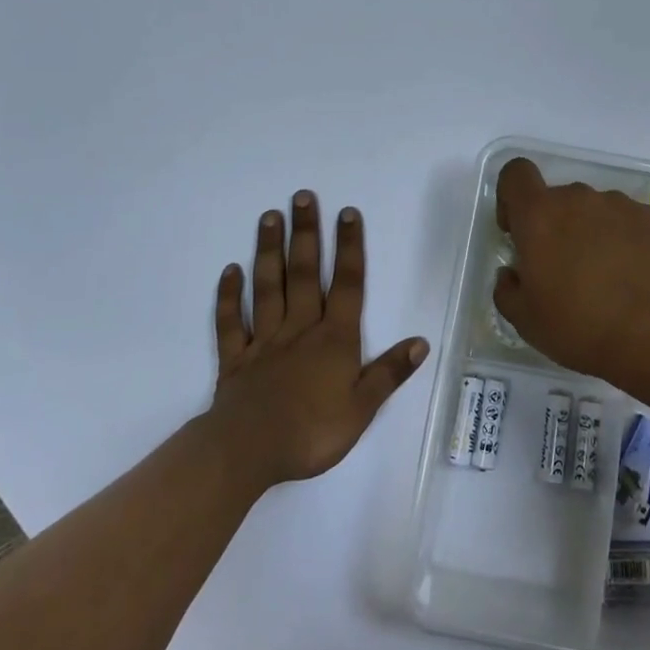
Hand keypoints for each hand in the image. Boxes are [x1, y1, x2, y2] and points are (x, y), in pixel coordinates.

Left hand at [210, 191, 427, 487]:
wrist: (248, 452)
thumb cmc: (312, 432)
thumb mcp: (362, 408)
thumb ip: (389, 373)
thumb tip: (421, 341)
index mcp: (334, 339)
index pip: (347, 284)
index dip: (350, 247)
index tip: (347, 212)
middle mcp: (300, 328)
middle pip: (305, 274)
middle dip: (306, 234)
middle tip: (302, 197)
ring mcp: (263, 340)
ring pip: (267, 287)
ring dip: (269, 251)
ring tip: (269, 217)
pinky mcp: (235, 358)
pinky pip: (230, 322)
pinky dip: (228, 296)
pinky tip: (230, 271)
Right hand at [492, 158, 649, 378]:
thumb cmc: (579, 326)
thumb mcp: (525, 320)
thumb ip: (507, 288)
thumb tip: (512, 274)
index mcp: (539, 215)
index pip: (516, 174)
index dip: (512, 198)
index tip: (519, 232)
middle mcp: (578, 198)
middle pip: (557, 199)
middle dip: (555, 226)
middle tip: (564, 270)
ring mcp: (620, 205)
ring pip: (594, 210)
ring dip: (591, 233)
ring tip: (605, 277)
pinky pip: (627, 221)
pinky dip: (624, 240)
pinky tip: (633, 276)